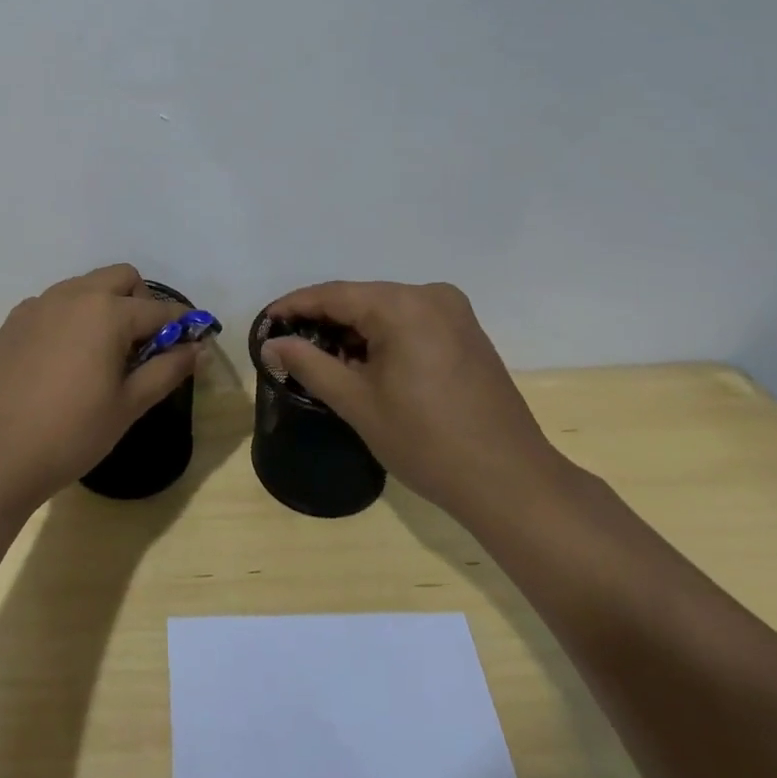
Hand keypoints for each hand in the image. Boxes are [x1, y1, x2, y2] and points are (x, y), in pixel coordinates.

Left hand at [0, 264, 200, 510]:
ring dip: (105, 306)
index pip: (159, 309)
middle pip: (121, 278)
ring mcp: (39, 304)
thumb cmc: (72, 433)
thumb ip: (168, 369)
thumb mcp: (129, 405)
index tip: (192, 342)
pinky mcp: (14, 321)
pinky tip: (66, 358)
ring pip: (85, 286)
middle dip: (141, 302)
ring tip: (104, 353)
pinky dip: (72, 317)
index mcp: (107, 312)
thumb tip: (198, 349)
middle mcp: (73, 295)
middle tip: (143, 346)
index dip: (181, 324)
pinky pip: (55, 304)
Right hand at [261, 281, 567, 521]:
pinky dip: (383, 337)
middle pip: (361, 299)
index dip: (295, 306)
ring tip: (321, 358)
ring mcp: (454, 313)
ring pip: (385, 311)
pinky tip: (365, 363)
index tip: (265, 322)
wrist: (511, 483)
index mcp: (403, 305)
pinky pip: (410, 322)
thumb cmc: (426, 442)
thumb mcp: (357, 402)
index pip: (334, 294)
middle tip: (289, 345)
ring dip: (353, 330)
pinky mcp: (467, 333)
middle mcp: (430, 295)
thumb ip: (309, 364)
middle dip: (323, 320)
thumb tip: (271, 344)